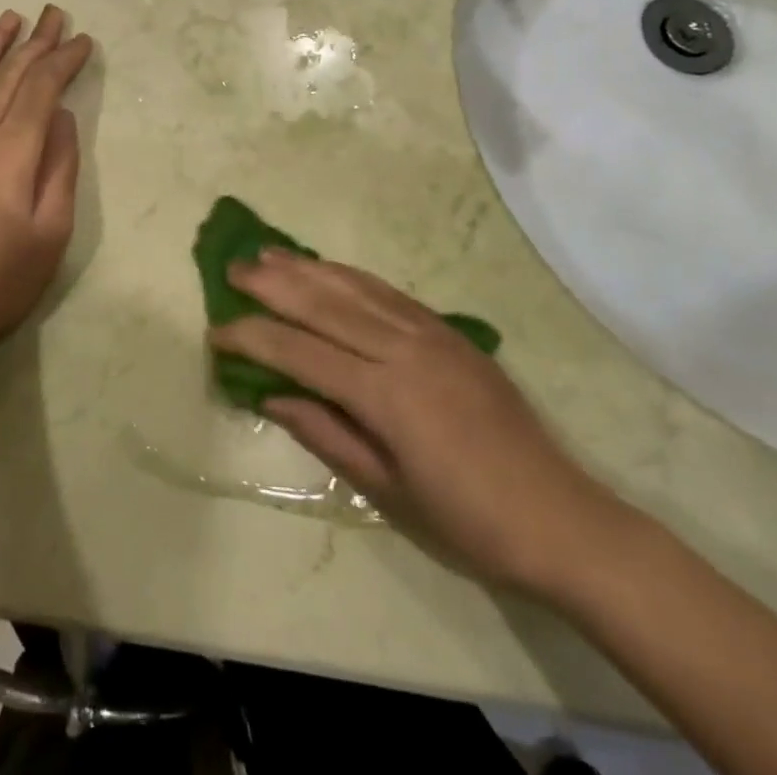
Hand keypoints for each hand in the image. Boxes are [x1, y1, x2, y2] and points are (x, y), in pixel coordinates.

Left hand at [0, 6, 93, 363]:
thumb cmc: (2, 277)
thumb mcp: (53, 229)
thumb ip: (61, 166)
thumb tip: (64, 117)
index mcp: (13, 150)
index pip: (42, 88)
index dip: (64, 60)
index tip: (82, 40)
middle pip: (8, 75)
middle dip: (35, 41)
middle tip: (53, 14)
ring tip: (9, 19)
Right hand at [209, 252, 629, 599]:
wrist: (560, 519)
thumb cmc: (468, 522)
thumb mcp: (386, 491)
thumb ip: (325, 433)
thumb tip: (269, 395)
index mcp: (385, 395)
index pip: (300, 352)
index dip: (253, 338)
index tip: (216, 331)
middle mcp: (403, 349)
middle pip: (323, 304)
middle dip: (271, 285)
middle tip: (231, 271)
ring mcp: (429, 333)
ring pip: (353, 287)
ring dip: (306, 268)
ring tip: (267, 254)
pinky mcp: (448, 331)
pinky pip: (387, 291)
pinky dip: (348, 275)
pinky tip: (326, 268)